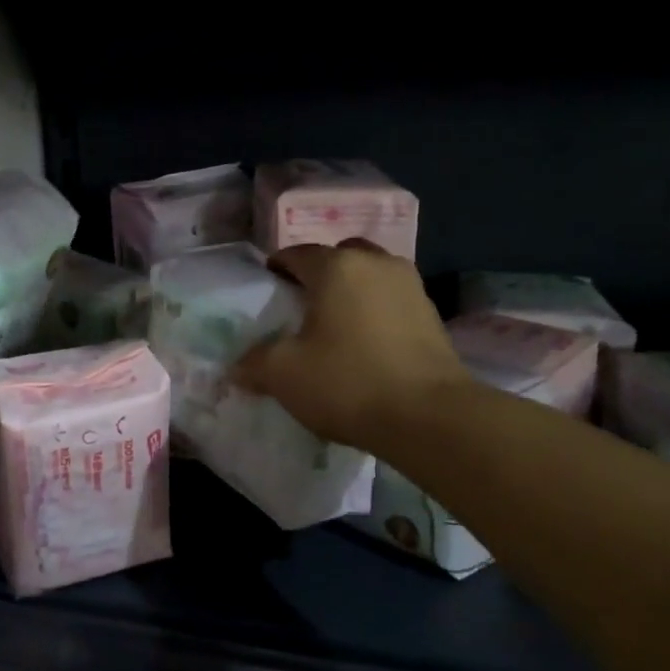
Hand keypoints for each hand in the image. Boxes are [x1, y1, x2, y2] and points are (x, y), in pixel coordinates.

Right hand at [232, 240, 469, 453]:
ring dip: (351, 290)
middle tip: (303, 304)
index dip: (277, 268)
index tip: (267, 289)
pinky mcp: (432, 314)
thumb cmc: (347, 382)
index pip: (297, 253)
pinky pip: (392, 299)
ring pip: (370, 275)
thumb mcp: (283, 374)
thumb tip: (237, 367)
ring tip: (336, 324)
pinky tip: (366, 342)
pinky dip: (375, 310)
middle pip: (339, 256)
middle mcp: (376, 264)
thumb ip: (254, 363)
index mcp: (336, 267)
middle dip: (319, 274)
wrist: (429, 416)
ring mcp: (410, 286)